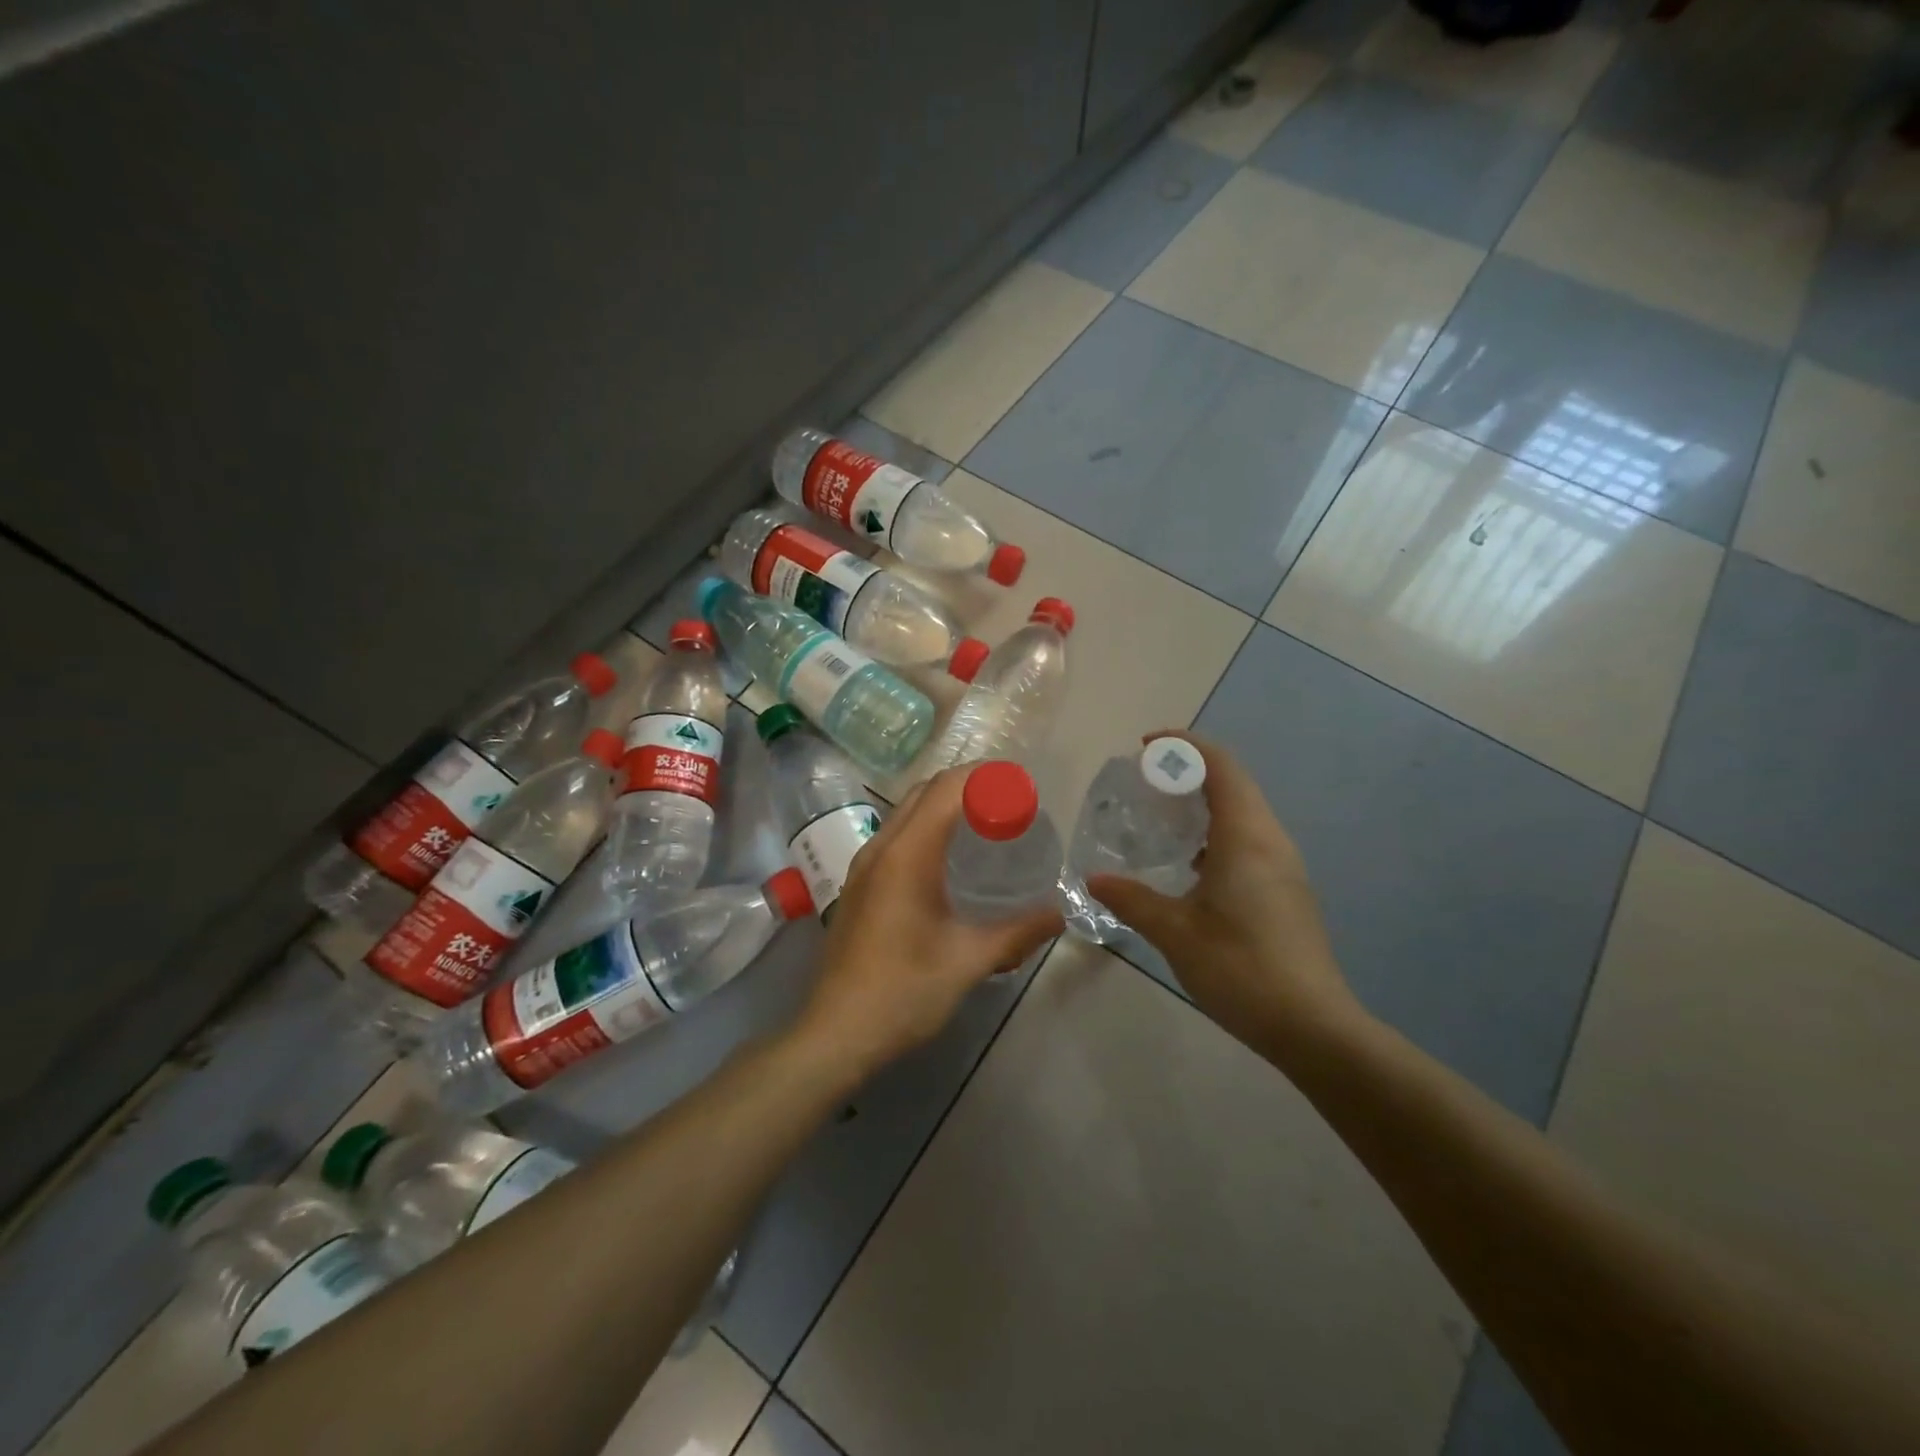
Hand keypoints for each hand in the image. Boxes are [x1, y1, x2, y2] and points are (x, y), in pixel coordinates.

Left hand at [792, 767, 1062, 1081]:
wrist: (835, 1034)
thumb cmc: (903, 992)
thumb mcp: (968, 961)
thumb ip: (1018, 932)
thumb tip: (1058, 914)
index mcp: (906, 855)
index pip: (945, 789)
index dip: (984, 777)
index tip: (1020, 786)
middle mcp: (880, 849)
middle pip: (924, 792)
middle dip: (967, 786)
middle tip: (1009, 803)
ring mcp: (863, 867)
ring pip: (906, 813)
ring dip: (944, 806)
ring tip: (985, 825)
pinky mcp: (859, 886)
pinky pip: (896, 837)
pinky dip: (927, 829)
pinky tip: (950, 861)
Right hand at [1086, 732, 1360, 1058]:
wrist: (1312, 1026)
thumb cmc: (1241, 968)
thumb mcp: (1175, 933)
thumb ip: (1132, 900)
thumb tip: (1094, 879)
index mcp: (1246, 837)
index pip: (1220, 766)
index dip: (1184, 746)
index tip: (1145, 747)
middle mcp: (1271, 840)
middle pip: (1234, 782)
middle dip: (1190, 771)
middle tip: (1145, 783)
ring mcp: (1285, 866)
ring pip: (1244, 812)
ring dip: (1205, 802)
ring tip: (1162, 818)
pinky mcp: (1287, 890)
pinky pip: (1250, 839)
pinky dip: (1217, 832)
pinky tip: (1190, 865)